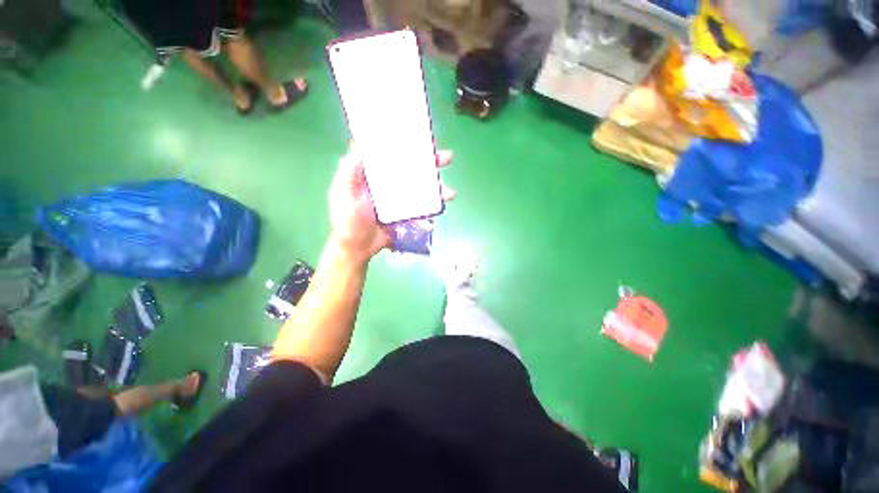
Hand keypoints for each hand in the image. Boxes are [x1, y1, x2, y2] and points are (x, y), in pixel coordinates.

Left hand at [328, 146, 455, 262]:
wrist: (357, 248)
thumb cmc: (347, 219)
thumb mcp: (344, 192)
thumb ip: (350, 170)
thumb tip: (361, 142)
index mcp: (372, 173)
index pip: (390, 152)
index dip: (405, 143)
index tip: (420, 136)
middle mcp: (388, 182)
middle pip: (411, 168)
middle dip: (430, 163)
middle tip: (446, 158)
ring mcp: (398, 198)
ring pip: (421, 188)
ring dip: (437, 188)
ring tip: (450, 193)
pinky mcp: (405, 213)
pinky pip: (421, 208)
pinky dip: (430, 211)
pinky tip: (436, 215)